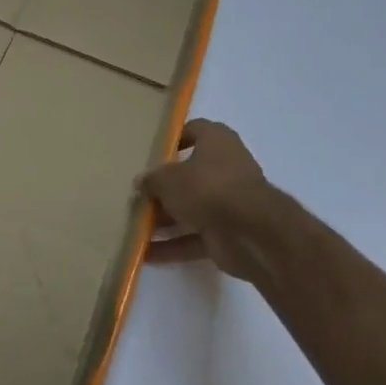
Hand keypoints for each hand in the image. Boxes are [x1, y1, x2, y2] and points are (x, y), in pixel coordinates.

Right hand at [137, 119, 270, 271]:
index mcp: (217, 142)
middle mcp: (226, 169)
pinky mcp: (228, 234)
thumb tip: (143, 182)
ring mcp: (229, 203)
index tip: (150, 152)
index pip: (193, 130)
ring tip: (134, 226)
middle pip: (189, 175)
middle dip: (163, 188)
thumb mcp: (167, 178)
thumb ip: (152, 179)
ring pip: (191, 209)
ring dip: (165, 220)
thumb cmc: (208, 188)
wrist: (251, 233)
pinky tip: (146, 253)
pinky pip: (195, 238)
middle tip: (137, 195)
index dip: (173, 139)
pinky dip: (173, 246)